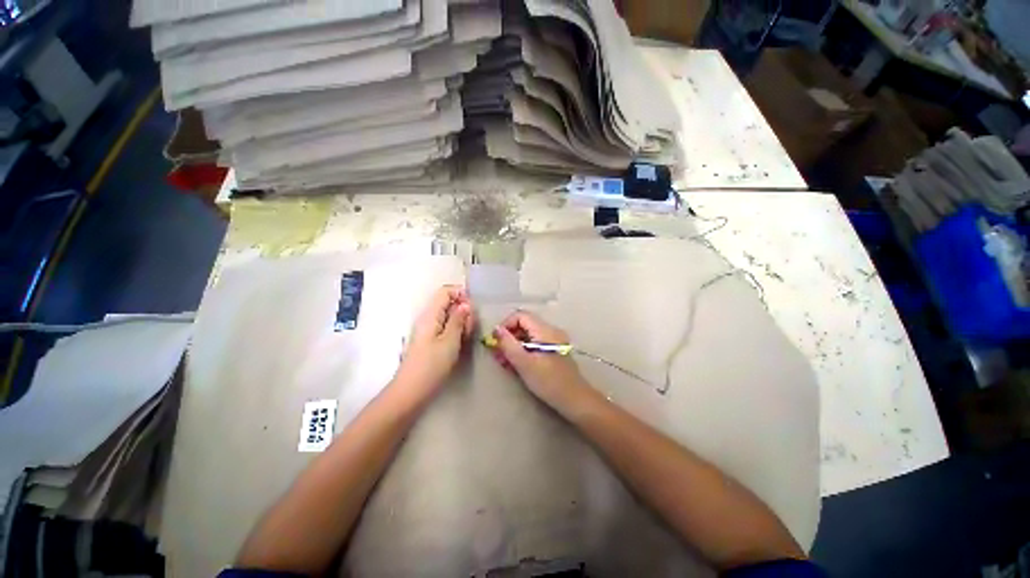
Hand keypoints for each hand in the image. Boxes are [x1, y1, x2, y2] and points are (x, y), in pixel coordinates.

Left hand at [395, 286, 473, 394]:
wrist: (411, 391)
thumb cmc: (431, 365)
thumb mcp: (450, 341)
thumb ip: (458, 320)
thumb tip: (465, 304)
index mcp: (430, 315)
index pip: (445, 291)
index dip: (461, 294)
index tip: (472, 309)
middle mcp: (428, 318)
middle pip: (448, 303)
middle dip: (463, 311)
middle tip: (469, 328)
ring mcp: (428, 330)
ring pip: (449, 316)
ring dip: (461, 322)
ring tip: (466, 337)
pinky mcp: (430, 340)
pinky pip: (445, 327)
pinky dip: (456, 331)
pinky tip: (460, 343)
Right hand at [492, 311, 589, 410]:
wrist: (574, 399)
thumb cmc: (548, 381)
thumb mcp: (524, 363)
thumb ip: (508, 344)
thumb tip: (496, 329)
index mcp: (545, 330)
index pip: (521, 315)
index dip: (506, 325)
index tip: (496, 341)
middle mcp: (550, 331)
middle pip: (524, 325)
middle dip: (509, 337)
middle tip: (497, 354)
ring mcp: (553, 341)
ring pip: (528, 336)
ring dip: (514, 345)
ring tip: (504, 362)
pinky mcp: (553, 351)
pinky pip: (534, 344)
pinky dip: (523, 351)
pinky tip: (515, 365)